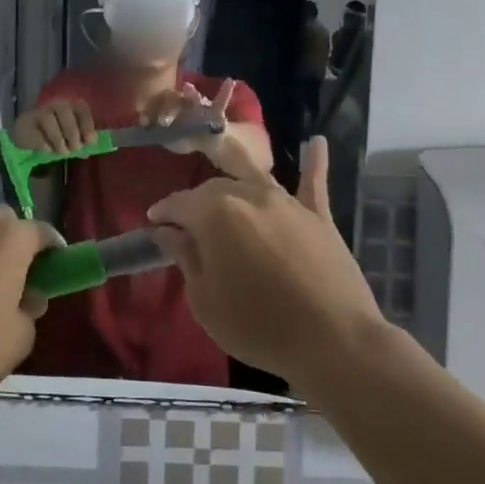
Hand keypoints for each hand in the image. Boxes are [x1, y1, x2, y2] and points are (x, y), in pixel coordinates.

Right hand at [12, 98, 97, 154]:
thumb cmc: (57, 131)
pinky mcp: (25, 123)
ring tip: (62, 152)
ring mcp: (39, 111)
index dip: (87, 126)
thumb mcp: (71, 133)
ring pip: (50, 121)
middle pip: (66, 114)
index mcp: (71, 104)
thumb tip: (89, 150)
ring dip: (59, 140)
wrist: (29, 132)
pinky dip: (45, 144)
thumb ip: (81, 138)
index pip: (82, 110)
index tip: (90, 142)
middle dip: (72, 134)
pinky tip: (48, 150)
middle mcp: (55, 103)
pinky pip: (37, 133)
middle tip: (75, 149)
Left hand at [140, 79, 237, 159]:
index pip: (157, 104)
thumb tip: (144, 129)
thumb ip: (158, 135)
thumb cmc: (185, 137)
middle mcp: (183, 102)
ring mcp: (199, 105)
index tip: (144, 123)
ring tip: (188, 87)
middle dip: (167, 110)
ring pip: (194, 98)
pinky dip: (225, 92)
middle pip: (173, 100)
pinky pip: (221, 100)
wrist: (208, 141)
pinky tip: (229, 81)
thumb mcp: (169, 139)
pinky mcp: (216, 110)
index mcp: (169, 108)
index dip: (149, 111)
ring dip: (191, 94)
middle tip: (164, 123)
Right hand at [147, 137, 387, 384]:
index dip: (163, 212)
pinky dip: (314, 163)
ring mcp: (287, 202)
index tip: (152, 223)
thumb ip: (186, 257)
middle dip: (195, 202)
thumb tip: (167, 230)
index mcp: (215, 213)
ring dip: (233, 179)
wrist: (332, 340)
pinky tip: (316, 143)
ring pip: (253, 178)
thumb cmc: (257, 326)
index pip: (179, 203)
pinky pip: (314, 183)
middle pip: (214, 189)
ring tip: (222, 187)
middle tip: (185, 225)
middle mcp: (250, 195)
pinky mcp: (319, 216)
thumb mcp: (205, 300)